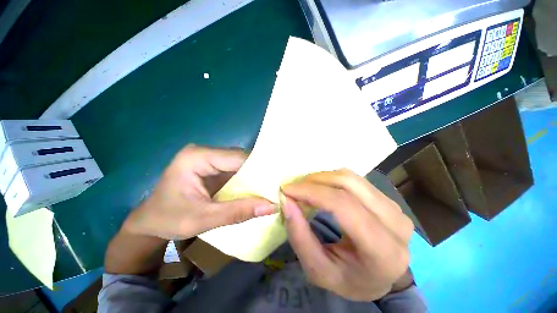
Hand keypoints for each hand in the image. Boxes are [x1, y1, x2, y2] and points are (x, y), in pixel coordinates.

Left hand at [123, 145, 274, 239]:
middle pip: (241, 159)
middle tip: (276, 186)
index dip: (259, 169)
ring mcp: (210, 159)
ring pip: (241, 165)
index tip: (277, 182)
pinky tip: (258, 189)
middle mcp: (205, 153)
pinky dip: (248, 180)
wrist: (149, 223)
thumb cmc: (168, 220)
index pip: (237, 158)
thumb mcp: (203, 219)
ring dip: (255, 177)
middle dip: (259, 173)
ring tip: (271, 187)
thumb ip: (238, 212)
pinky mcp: (213, 168)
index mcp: (197, 157)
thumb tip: (272, 207)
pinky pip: (236, 171)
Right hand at [281, 169, 412, 300]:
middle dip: (314, 180)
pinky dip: (332, 179)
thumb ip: (300, 237)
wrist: (381, 276)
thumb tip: (287, 202)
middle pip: (347, 184)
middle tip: (294, 188)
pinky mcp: (387, 198)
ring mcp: (394, 207)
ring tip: (306, 188)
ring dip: (322, 177)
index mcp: (382, 250)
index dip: (311, 192)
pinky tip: (321, 188)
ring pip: (351, 177)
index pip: (343, 205)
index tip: (287, 190)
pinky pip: (355, 179)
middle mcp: (394, 223)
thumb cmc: (350, 279)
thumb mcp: (318, 270)